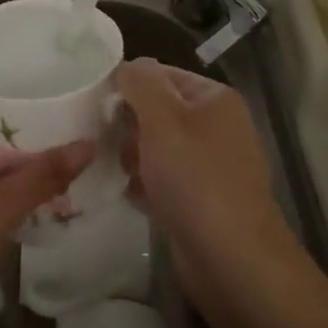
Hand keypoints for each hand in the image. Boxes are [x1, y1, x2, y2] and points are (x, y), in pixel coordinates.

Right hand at [116, 57, 293, 301]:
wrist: (232, 260)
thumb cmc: (195, 177)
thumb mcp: (162, 117)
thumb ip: (141, 82)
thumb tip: (128, 67)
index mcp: (214, 99)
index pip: (161, 75)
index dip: (128, 85)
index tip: (96, 104)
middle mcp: (216, 127)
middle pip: (157, 112)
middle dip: (128, 126)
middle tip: (103, 141)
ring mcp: (210, 167)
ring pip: (157, 149)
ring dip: (132, 157)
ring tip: (114, 170)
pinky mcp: (200, 201)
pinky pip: (163, 181)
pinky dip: (144, 185)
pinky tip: (126, 194)